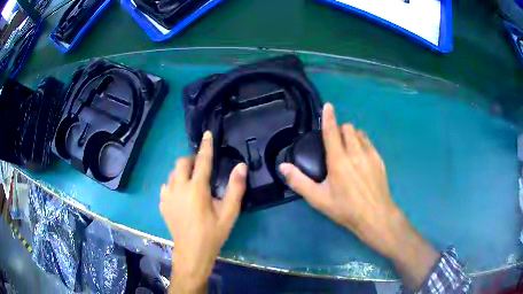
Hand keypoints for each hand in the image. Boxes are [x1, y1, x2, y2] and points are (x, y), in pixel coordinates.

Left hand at [160, 131, 246, 292]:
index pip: (202, 161)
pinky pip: (166, 186)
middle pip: (181, 163)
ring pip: (172, 174)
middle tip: (202, 167)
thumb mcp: (229, 213)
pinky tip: (180, 195)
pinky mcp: (162, 204)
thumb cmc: (212, 233)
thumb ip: (235, 188)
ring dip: (182, 172)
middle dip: (191, 160)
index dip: (206, 146)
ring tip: (192, 182)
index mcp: (196, 189)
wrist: (192, 252)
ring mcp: (167, 196)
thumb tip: (240, 166)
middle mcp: (179, 188)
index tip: (207, 134)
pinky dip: (174, 184)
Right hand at [280, 103, 398, 257]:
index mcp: (338, 160)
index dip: (328, 117)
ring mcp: (370, 155)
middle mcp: (355, 152)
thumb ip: (299, 181)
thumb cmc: (345, 208)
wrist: (375, 216)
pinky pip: (369, 142)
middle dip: (340, 129)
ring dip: (351, 135)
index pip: (331, 131)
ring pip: (359, 133)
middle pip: (347, 128)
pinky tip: (360, 157)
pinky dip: (362, 142)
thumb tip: (283, 166)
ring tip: (348, 148)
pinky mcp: (379, 160)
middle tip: (335, 143)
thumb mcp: (318, 199)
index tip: (328, 106)